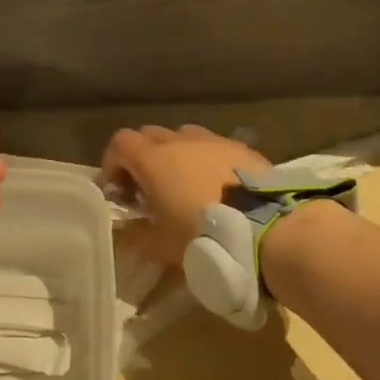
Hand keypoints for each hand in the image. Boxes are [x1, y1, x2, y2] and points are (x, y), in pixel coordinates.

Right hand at [99, 125, 268, 264]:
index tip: (117, 188)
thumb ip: (135, 234)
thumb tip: (125, 228)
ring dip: (175, 154)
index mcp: (153, 159)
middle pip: (149, 134)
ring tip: (183, 183)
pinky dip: (204, 158)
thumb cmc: (203, 236)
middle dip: (141, 157)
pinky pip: (212, 145)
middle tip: (147, 188)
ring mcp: (213, 140)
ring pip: (182, 135)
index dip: (113, 163)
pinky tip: (216, 185)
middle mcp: (180, 140)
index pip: (120, 143)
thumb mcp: (160, 245)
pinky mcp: (241, 147)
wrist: (266, 228)